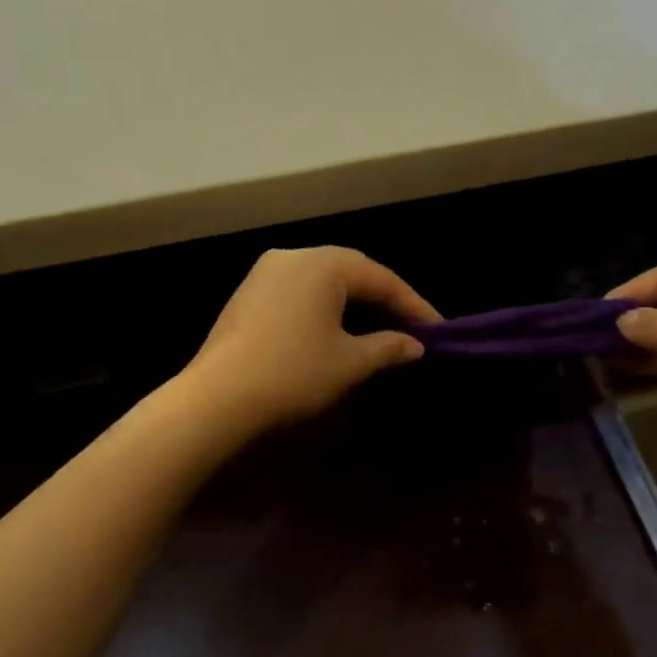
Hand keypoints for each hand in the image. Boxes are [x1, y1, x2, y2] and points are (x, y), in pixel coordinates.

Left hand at [182, 247, 439, 435]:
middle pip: (351, 273)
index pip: (381, 278)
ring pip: (323, 283)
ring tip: (380, 330)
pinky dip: (325, 311)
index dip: (414, 305)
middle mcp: (292, 257)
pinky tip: (337, 334)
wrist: (217, 399)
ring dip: (354, 305)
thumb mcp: (350, 362)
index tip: (438, 330)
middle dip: (384, 300)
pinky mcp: (247, 298)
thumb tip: (414, 345)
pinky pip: (299, 295)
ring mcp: (264, 275)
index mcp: (322, 263)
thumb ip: (388, 347)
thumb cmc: (293, 373)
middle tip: (412, 327)